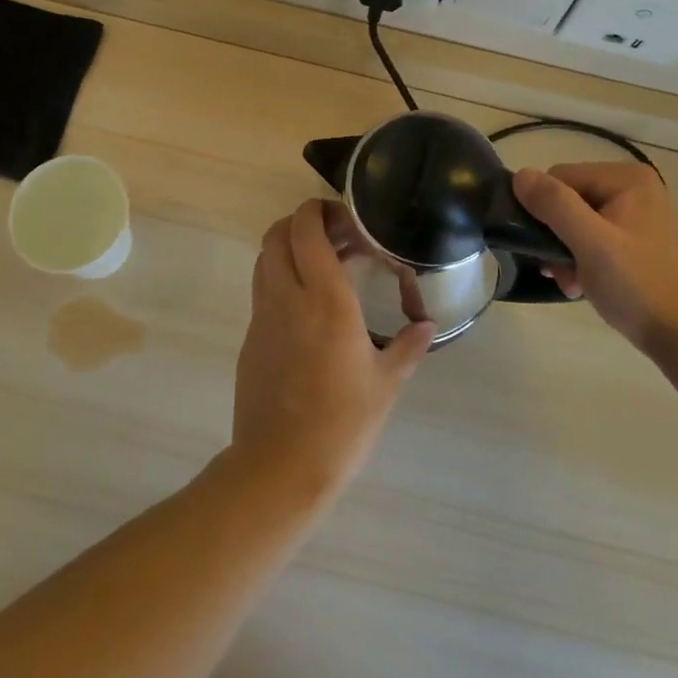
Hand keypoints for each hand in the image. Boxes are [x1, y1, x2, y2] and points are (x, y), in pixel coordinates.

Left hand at [227, 201, 434, 503]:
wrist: (279, 467)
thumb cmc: (342, 423)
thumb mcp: (386, 384)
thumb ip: (408, 347)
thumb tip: (427, 325)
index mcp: (326, 299)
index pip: (307, 230)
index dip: (318, 210)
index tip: (344, 215)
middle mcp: (288, 297)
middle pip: (277, 234)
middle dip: (301, 222)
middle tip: (336, 235)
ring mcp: (263, 316)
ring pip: (265, 258)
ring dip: (289, 248)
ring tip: (323, 265)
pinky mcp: (251, 337)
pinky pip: (262, 289)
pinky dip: (281, 277)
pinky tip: (308, 305)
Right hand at [513, 162, 677, 364]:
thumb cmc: (638, 286)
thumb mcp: (591, 243)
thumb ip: (554, 204)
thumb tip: (520, 175)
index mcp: (627, 178)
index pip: (560, 178)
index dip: (546, 212)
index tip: (551, 252)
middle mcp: (633, 187)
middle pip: (568, 199)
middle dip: (557, 237)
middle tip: (562, 273)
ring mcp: (637, 213)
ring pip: (577, 221)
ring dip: (566, 253)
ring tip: (573, 283)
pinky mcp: (637, 238)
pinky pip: (594, 236)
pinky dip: (583, 259)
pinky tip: (584, 284)